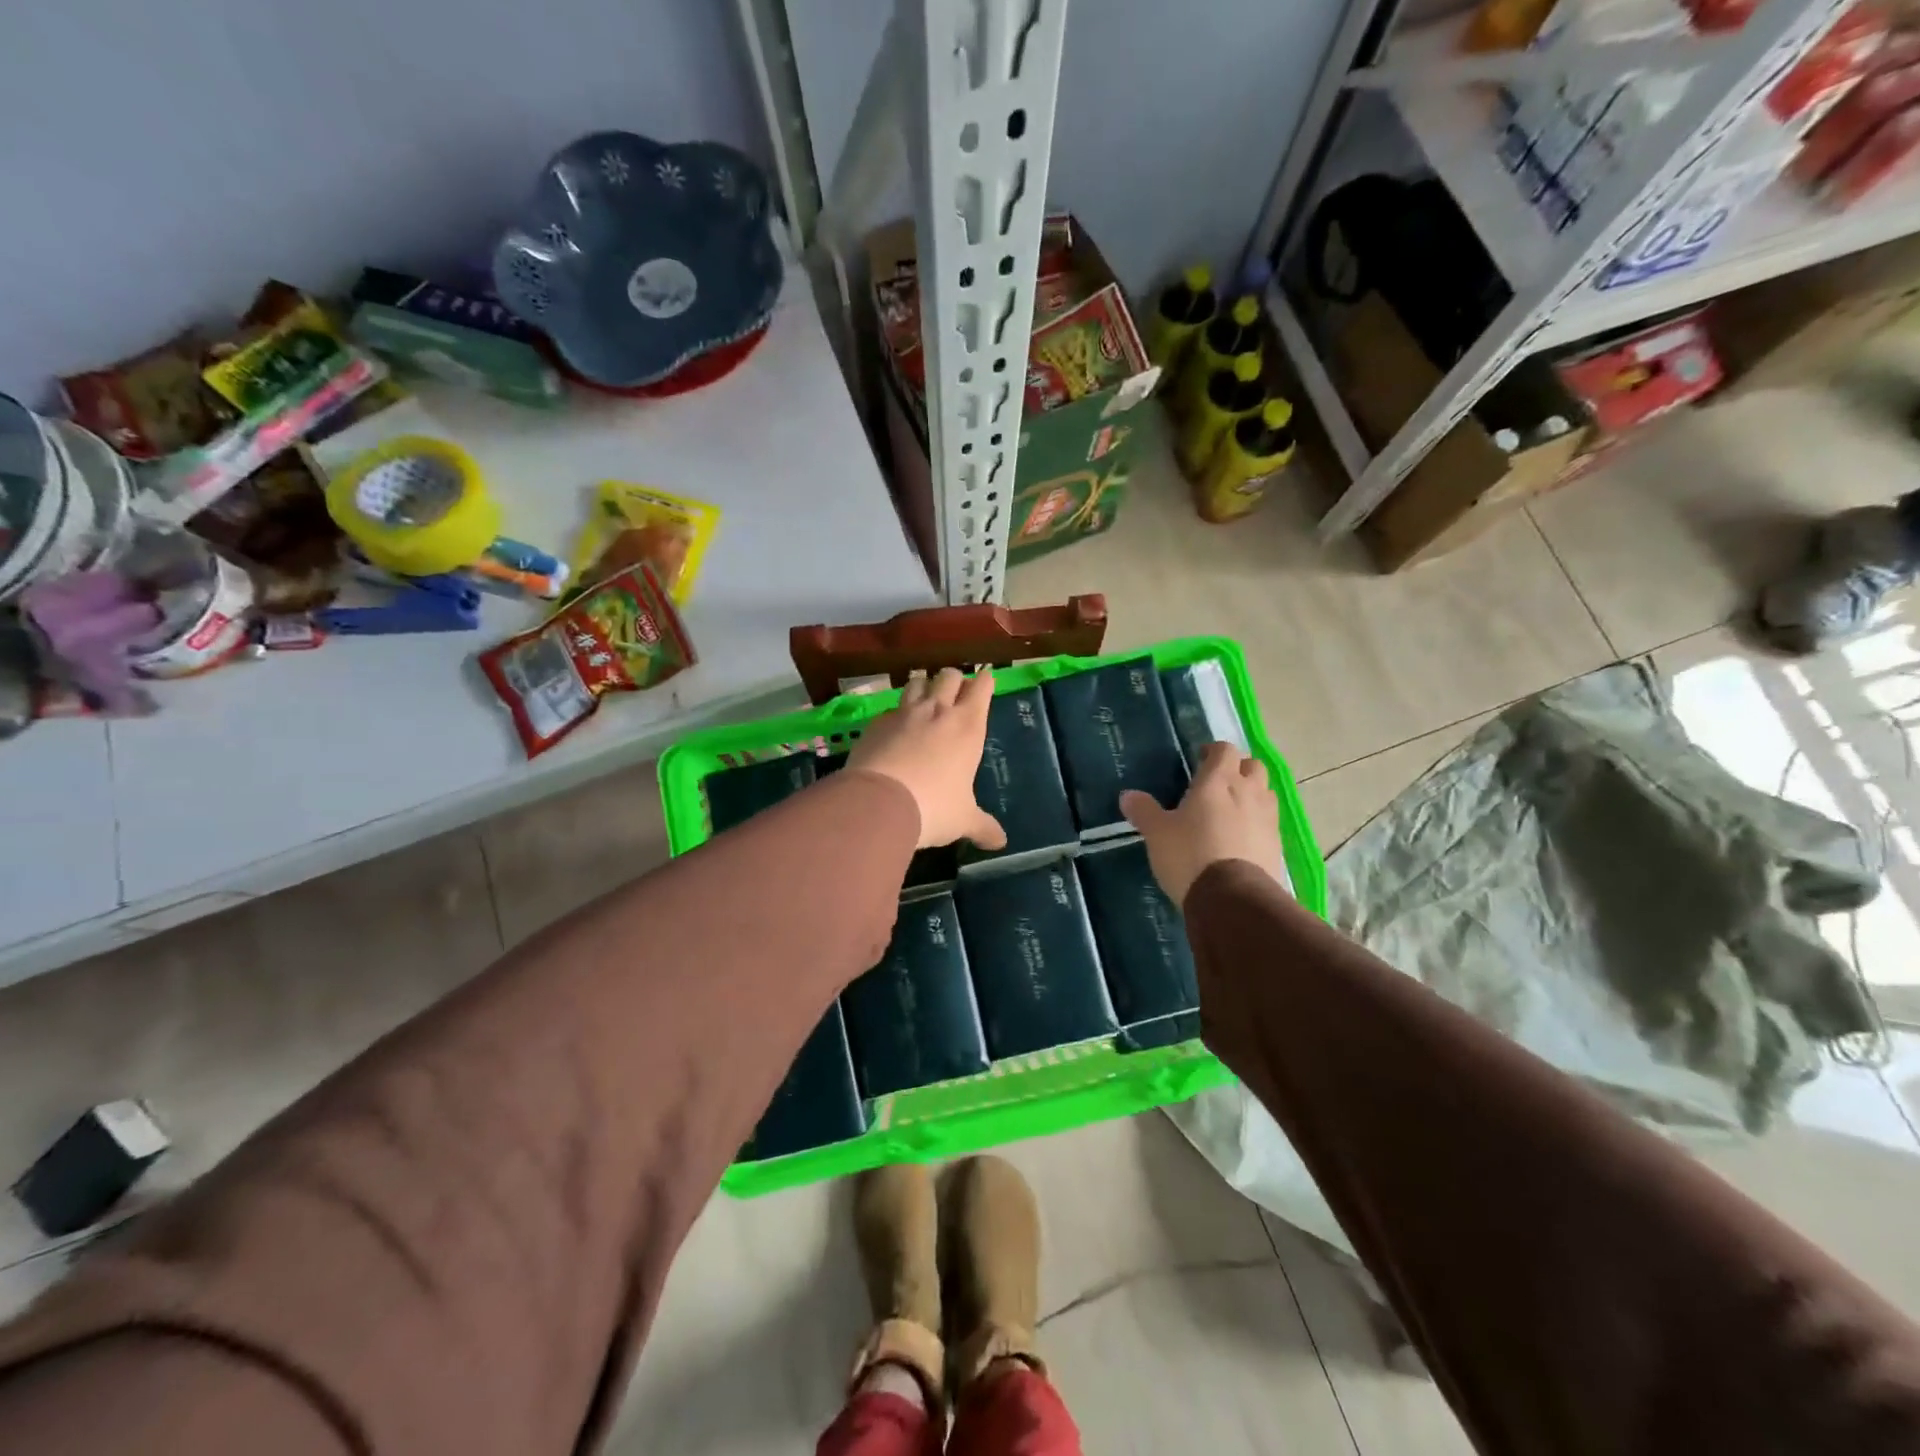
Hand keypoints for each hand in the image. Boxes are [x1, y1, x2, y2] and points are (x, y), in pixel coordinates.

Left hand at [847, 667, 1006, 850]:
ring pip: (916, 682)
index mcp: (967, 726)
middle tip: (956, 692)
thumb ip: (982, 826)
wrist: (879, 803)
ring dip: (923, 686)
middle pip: (949, 676)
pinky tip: (894, 730)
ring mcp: (903, 714)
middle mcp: (937, 711)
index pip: (981, 687)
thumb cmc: (934, 807)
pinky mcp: (875, 724)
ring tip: (924, 700)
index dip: (985, 681)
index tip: (986, 679)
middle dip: (954, 679)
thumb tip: (1001, 842)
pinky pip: (890, 709)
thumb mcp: (963, 819)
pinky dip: (895, 714)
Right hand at [1121, 742, 1286, 905]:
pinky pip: (1269, 822)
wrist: (1232, 899)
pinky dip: (1257, 823)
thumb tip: (1127, 795)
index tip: (1199, 760)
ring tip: (1232, 810)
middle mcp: (1248, 792)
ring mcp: (1268, 818)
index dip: (1213, 751)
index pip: (1224, 749)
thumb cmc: (1189, 855)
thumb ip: (1144, 811)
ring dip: (1252, 794)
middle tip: (1218, 784)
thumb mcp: (1157, 833)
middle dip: (1238, 769)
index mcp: (1218, 781)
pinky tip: (1241, 839)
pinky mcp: (1277, 845)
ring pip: (1266, 793)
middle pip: (1253, 766)